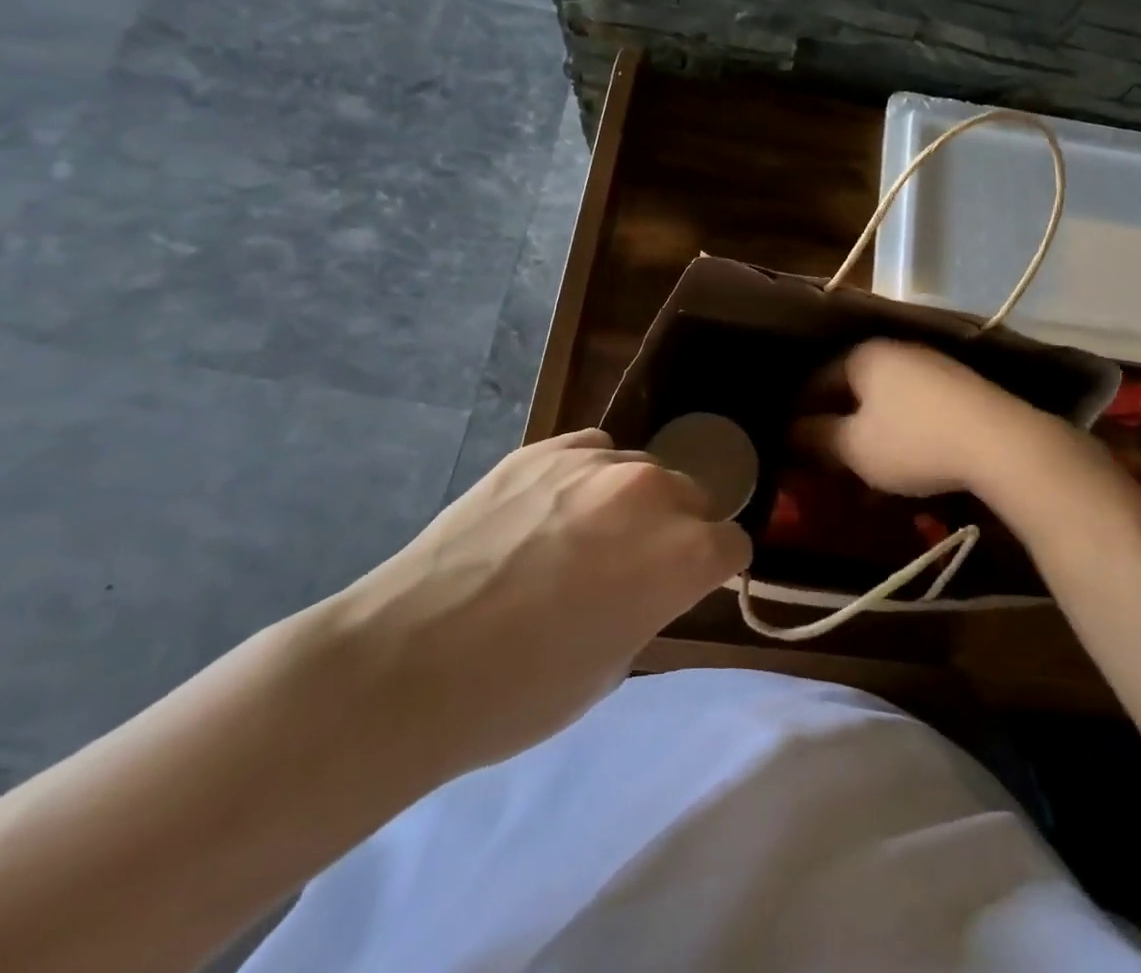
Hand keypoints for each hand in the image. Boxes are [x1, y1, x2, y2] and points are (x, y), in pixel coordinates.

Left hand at [323, 429, 750, 780]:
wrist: (408, 663)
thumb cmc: (521, 691)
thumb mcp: (615, 664)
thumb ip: (652, 603)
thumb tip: (649, 578)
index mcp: (684, 552)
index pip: (732, 543)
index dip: (713, 570)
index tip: (687, 587)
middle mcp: (651, 491)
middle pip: (693, 496)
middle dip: (678, 528)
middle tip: (633, 565)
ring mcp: (594, 463)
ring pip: (641, 470)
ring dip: (631, 501)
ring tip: (584, 536)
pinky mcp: (543, 450)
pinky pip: (590, 452)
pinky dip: (586, 479)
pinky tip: (551, 511)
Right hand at [792, 339, 1040, 497]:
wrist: (1000, 441)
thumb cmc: (914, 440)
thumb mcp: (855, 447)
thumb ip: (816, 438)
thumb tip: (789, 432)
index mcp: (862, 356)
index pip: (815, 381)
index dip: (799, 415)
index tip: (789, 447)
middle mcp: (894, 351)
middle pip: (851, 391)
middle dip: (835, 428)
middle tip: (824, 463)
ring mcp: (930, 366)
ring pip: (884, 403)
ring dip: (868, 437)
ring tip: (862, 475)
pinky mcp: (957, 388)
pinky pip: (913, 410)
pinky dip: (899, 436)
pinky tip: (901, 468)